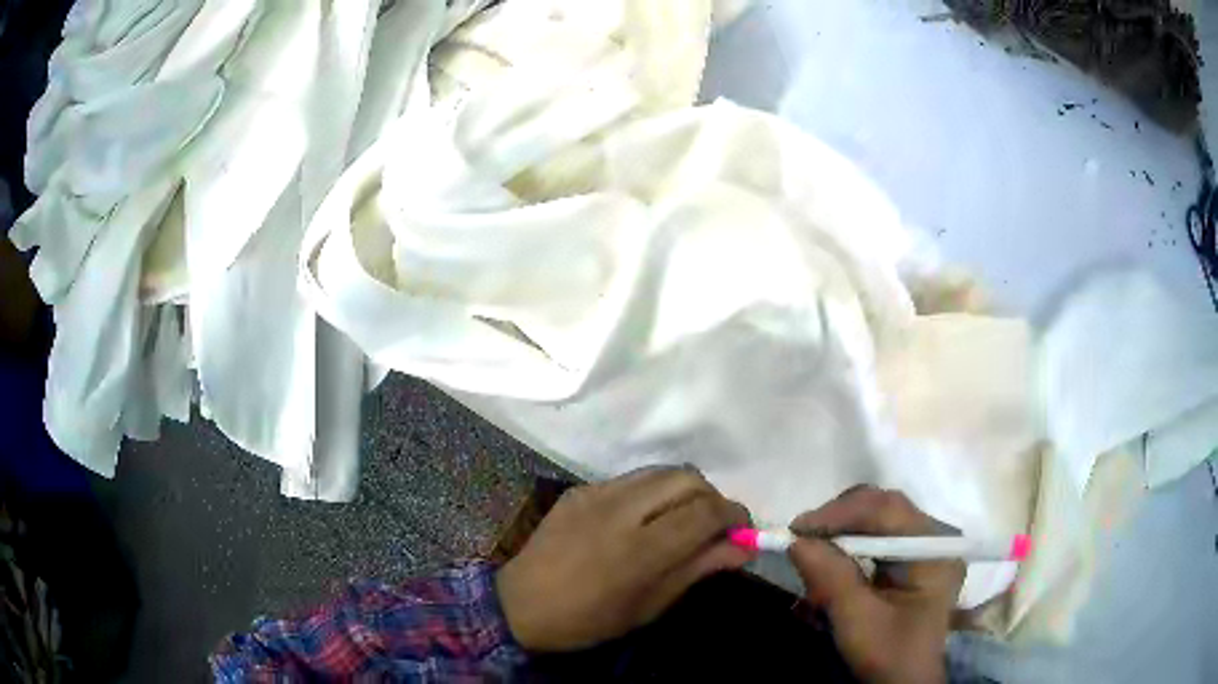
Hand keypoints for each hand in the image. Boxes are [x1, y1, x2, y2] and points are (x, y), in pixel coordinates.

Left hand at [496, 466, 752, 650]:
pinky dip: (651, 491)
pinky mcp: (580, 489)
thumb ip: (698, 569)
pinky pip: (630, 479)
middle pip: (687, 478)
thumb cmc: (590, 619)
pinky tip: (643, 518)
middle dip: (712, 497)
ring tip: (681, 518)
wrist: (522, 604)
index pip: (705, 511)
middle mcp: (621, 510)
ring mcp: (596, 494)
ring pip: (660, 471)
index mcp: (641, 549)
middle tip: (713, 526)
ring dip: (683, 489)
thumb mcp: (650, 605)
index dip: (734, 515)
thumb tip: (742, 549)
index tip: (742, 530)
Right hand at [788, 486, 963, 683]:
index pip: (888, 509)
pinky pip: (875, 540)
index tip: (798, 529)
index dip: (841, 513)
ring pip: (876, 522)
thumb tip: (796, 541)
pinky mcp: (909, 561)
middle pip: (883, 509)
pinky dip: (847, 549)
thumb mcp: (858, 621)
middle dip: (839, 521)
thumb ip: (832, 578)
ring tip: (811, 554)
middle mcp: (933, 538)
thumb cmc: (888, 654)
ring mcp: (922, 548)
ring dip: (840, 535)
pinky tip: (829, 567)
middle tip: (801, 538)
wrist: (905, 682)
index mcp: (934, 549)